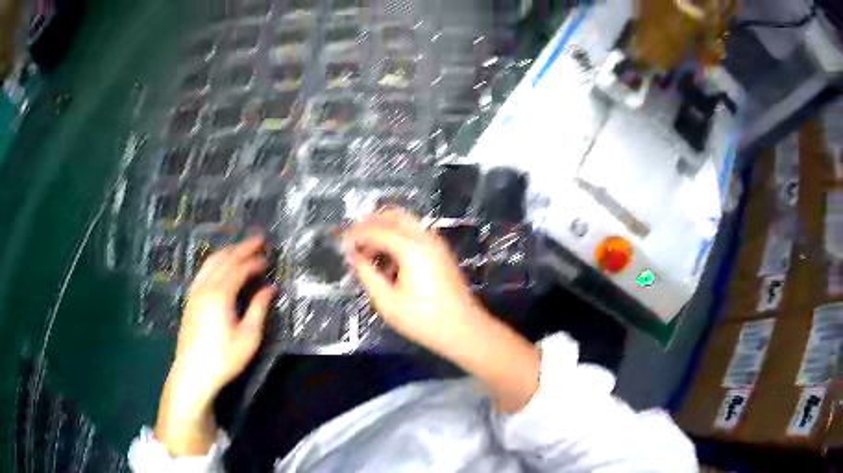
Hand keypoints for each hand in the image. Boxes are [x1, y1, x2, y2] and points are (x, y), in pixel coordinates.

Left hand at [155, 236, 274, 455]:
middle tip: (258, 240)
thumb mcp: (248, 337)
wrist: (193, 372)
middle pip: (224, 259)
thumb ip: (258, 309)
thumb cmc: (224, 358)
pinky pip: (203, 271)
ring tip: (241, 248)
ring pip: (210, 262)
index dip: (254, 261)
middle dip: (241, 248)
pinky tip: (221, 267)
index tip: (268, 259)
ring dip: (227, 252)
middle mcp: (205, 287)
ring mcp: (195, 292)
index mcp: (220, 294)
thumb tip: (269, 289)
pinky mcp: (190, 300)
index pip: (239, 269)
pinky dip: (215, 262)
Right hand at [343, 210, 540, 412]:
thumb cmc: (423, 319)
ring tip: (367, 251)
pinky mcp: (441, 252)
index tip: (340, 243)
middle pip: (393, 216)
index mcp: (410, 247)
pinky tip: (388, 259)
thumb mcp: (387, 301)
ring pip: (406, 223)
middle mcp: (425, 238)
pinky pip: (415, 234)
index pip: (376, 230)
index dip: (355, 234)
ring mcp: (436, 243)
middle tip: (353, 239)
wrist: (463, 329)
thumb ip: (367, 274)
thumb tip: (353, 256)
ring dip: (385, 229)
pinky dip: (398, 237)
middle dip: (370, 223)